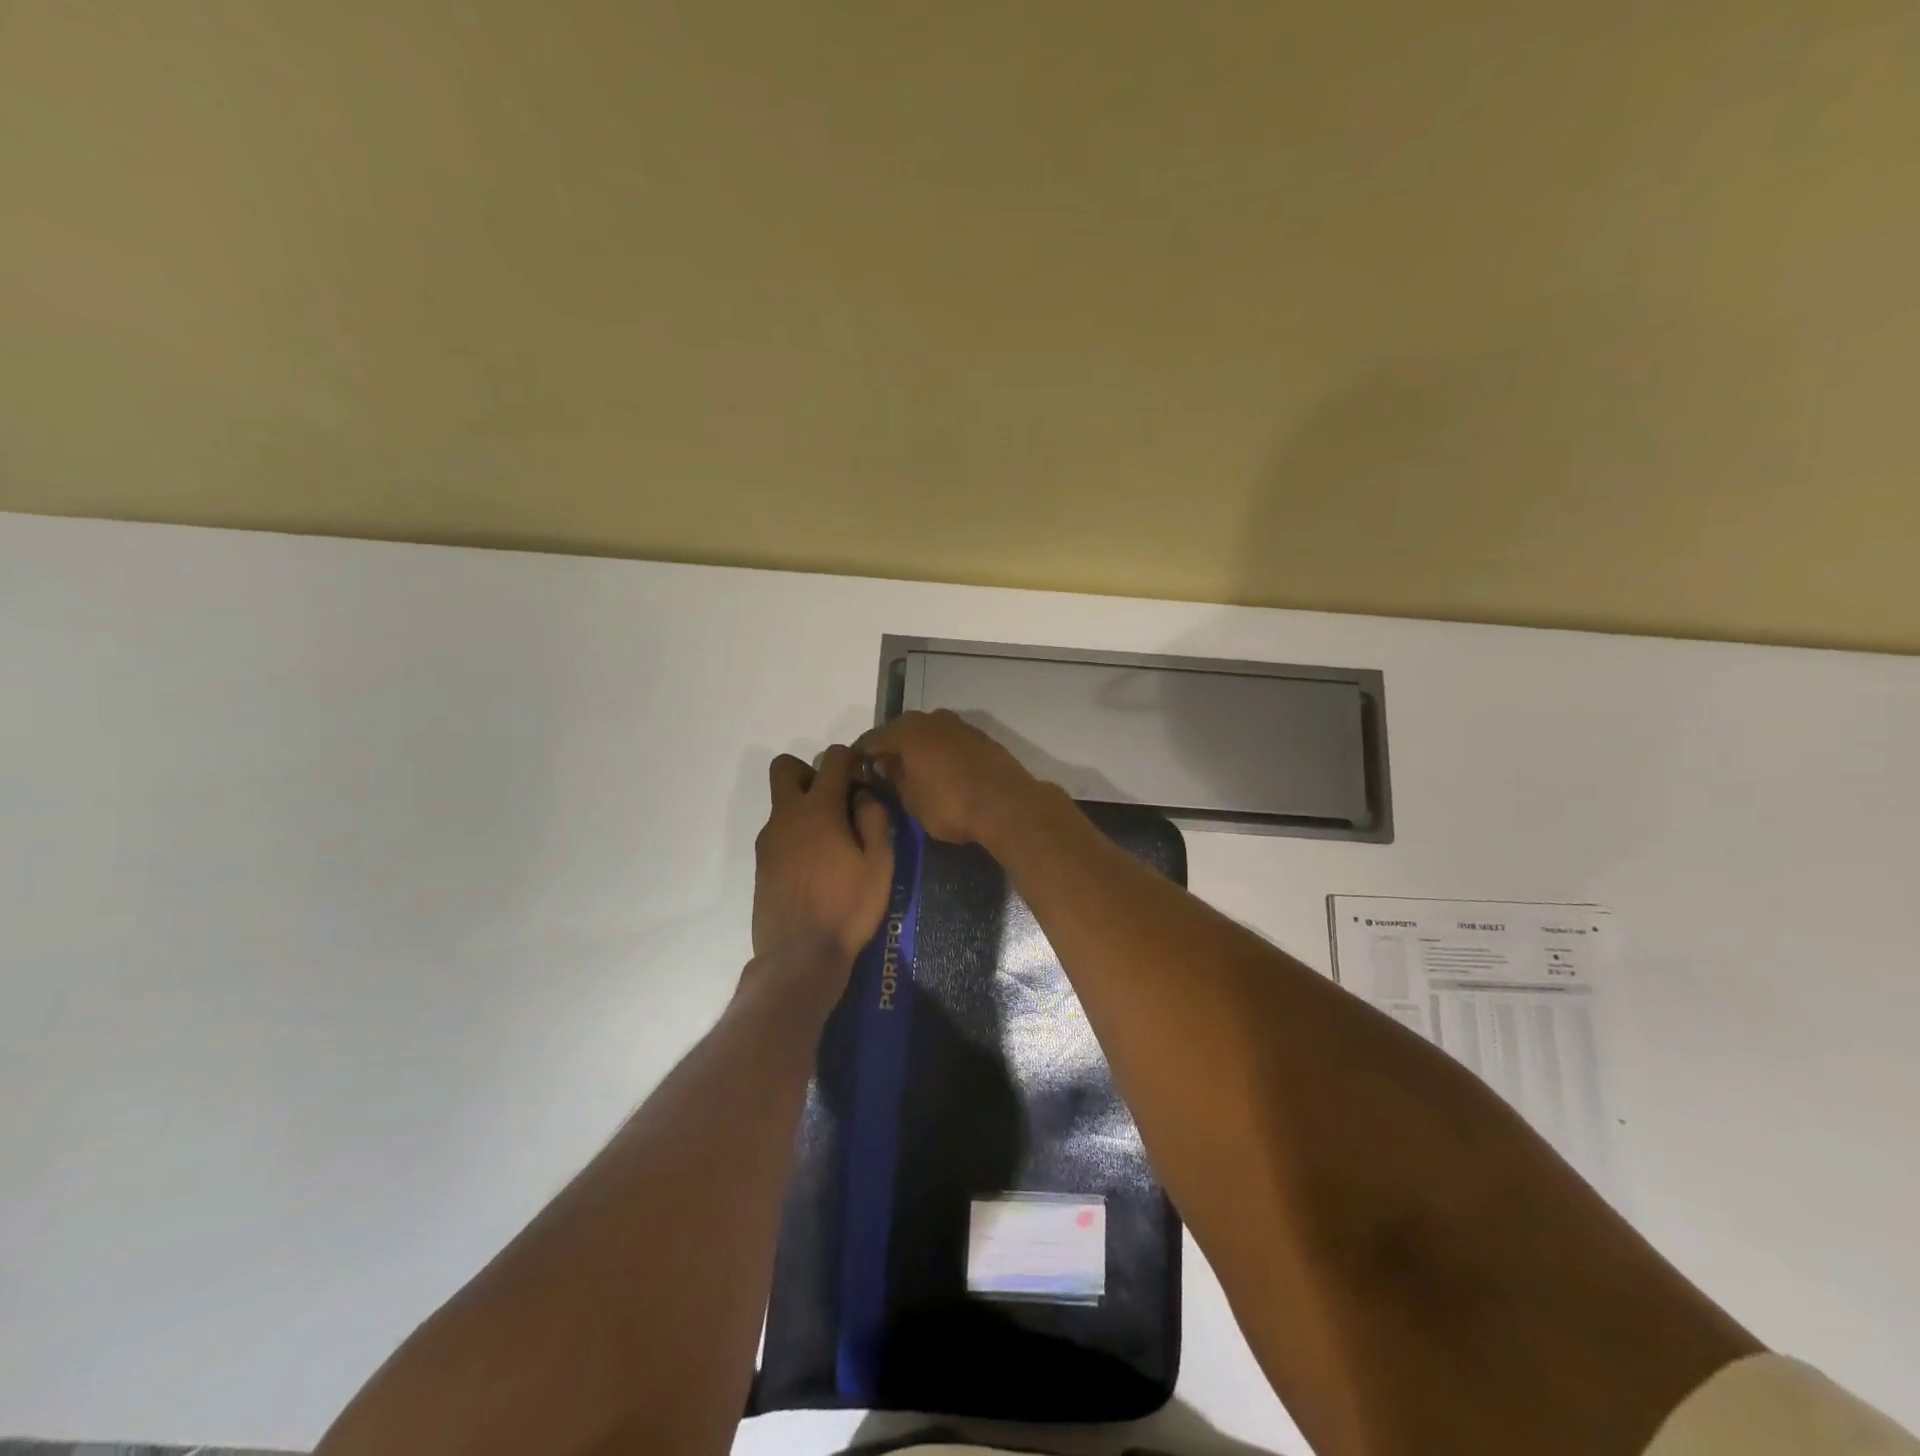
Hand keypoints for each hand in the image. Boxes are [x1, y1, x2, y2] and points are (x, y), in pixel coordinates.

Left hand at [752, 745, 894, 971]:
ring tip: (832, 843)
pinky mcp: (761, 864)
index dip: (850, 758)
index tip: (863, 774)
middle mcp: (787, 816)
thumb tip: (864, 795)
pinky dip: (796, 836)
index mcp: (819, 809)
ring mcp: (769, 840)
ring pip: (781, 803)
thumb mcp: (879, 864)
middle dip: (810, 772)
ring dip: (803, 807)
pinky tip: (815, 867)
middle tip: (836, 800)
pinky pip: (779, 833)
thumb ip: (874, 820)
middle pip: (786, 768)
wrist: (799, 956)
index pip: (832, 759)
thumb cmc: (847, 907)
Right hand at [853, 709, 1042, 845]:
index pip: (871, 740)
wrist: (1007, 805)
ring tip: (912, 774)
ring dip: (917, 750)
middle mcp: (931, 719)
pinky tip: (940, 772)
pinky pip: (949, 742)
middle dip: (890, 750)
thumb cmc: (950, 805)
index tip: (855, 774)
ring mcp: (959, 725)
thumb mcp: (912, 800)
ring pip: (928, 734)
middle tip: (882, 774)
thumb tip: (886, 766)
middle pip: (901, 731)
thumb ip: (894, 779)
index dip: (860, 758)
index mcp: (907, 730)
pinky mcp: (981, 737)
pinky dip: (939, 753)